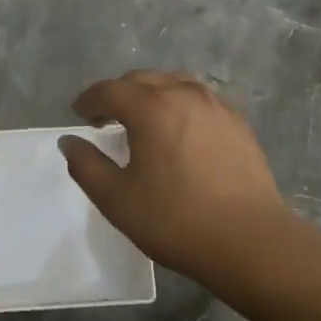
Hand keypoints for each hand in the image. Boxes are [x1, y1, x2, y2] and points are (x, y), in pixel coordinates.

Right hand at [58, 71, 291, 291]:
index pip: (110, 90)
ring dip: (151, 95)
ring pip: (174, 84)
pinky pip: (199, 100)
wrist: (250, 241)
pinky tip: (179, 133)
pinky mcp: (238, 124)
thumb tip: (70, 141)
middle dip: (118, 94)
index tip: (79, 114)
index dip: (89, 100)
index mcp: (151, 107)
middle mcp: (184, 94)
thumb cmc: (176, 220)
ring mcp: (216, 106)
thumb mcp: (117, 199)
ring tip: (143, 121)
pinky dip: (179, 105)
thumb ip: (86, 165)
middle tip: (105, 118)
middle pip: (142, 80)